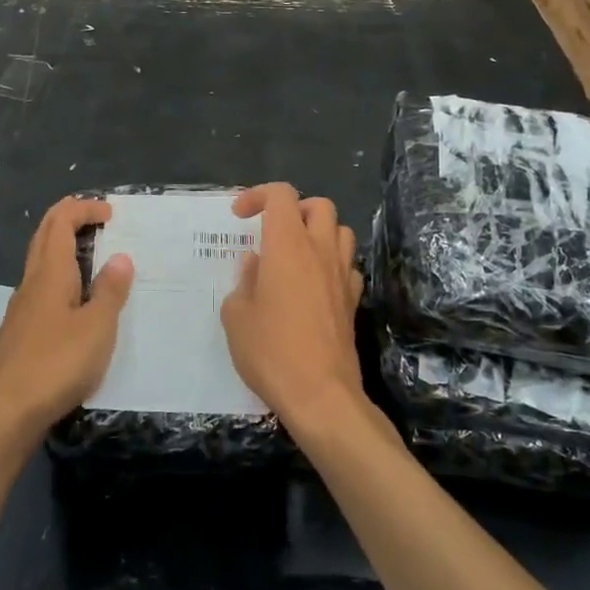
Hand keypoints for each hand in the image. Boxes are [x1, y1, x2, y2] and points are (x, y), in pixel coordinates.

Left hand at [0, 197, 133, 435]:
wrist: (8, 411)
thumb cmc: (57, 363)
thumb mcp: (97, 326)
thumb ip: (110, 291)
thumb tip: (120, 257)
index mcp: (50, 273)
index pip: (60, 221)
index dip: (83, 208)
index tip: (110, 213)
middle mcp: (31, 283)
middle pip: (44, 235)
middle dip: (68, 218)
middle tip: (98, 219)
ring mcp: (22, 308)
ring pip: (40, 262)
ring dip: (63, 248)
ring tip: (94, 258)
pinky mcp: (20, 332)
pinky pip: (41, 288)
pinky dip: (60, 277)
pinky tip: (76, 302)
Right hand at [220, 184, 365, 431]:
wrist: (320, 394)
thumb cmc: (271, 351)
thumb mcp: (236, 316)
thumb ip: (244, 281)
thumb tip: (256, 266)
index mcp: (287, 245)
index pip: (281, 195)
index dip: (258, 195)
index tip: (239, 216)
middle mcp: (319, 251)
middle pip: (319, 205)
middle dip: (294, 209)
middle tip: (271, 231)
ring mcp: (342, 275)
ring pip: (341, 231)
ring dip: (319, 232)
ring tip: (295, 254)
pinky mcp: (353, 300)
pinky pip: (348, 265)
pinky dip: (332, 264)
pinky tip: (315, 284)